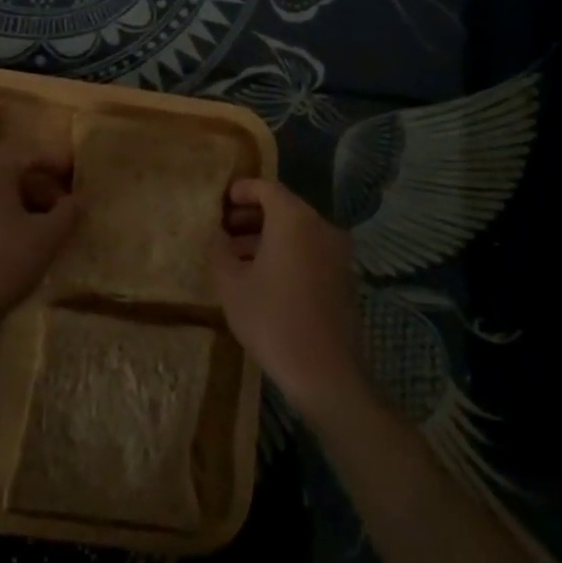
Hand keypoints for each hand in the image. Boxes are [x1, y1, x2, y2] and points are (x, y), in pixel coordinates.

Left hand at [0, 150, 77, 334]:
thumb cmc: (3, 261)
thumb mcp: (48, 236)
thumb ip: (68, 212)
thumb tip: (76, 200)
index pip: (32, 157)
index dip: (59, 166)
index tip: (78, 176)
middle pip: (11, 174)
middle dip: (40, 189)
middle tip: (63, 210)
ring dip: (21, 206)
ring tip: (43, 230)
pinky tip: (14, 244)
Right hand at [211, 179, 366, 419]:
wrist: (326, 374)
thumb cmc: (272, 320)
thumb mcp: (231, 284)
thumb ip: (219, 250)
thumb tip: (217, 235)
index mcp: (294, 220)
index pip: (267, 188)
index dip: (242, 190)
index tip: (221, 201)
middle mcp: (321, 227)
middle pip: (284, 208)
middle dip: (252, 214)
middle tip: (224, 228)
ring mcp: (337, 253)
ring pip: (298, 231)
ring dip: (268, 235)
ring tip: (237, 254)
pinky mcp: (344, 278)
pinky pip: (310, 250)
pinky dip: (287, 252)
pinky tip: (264, 276)